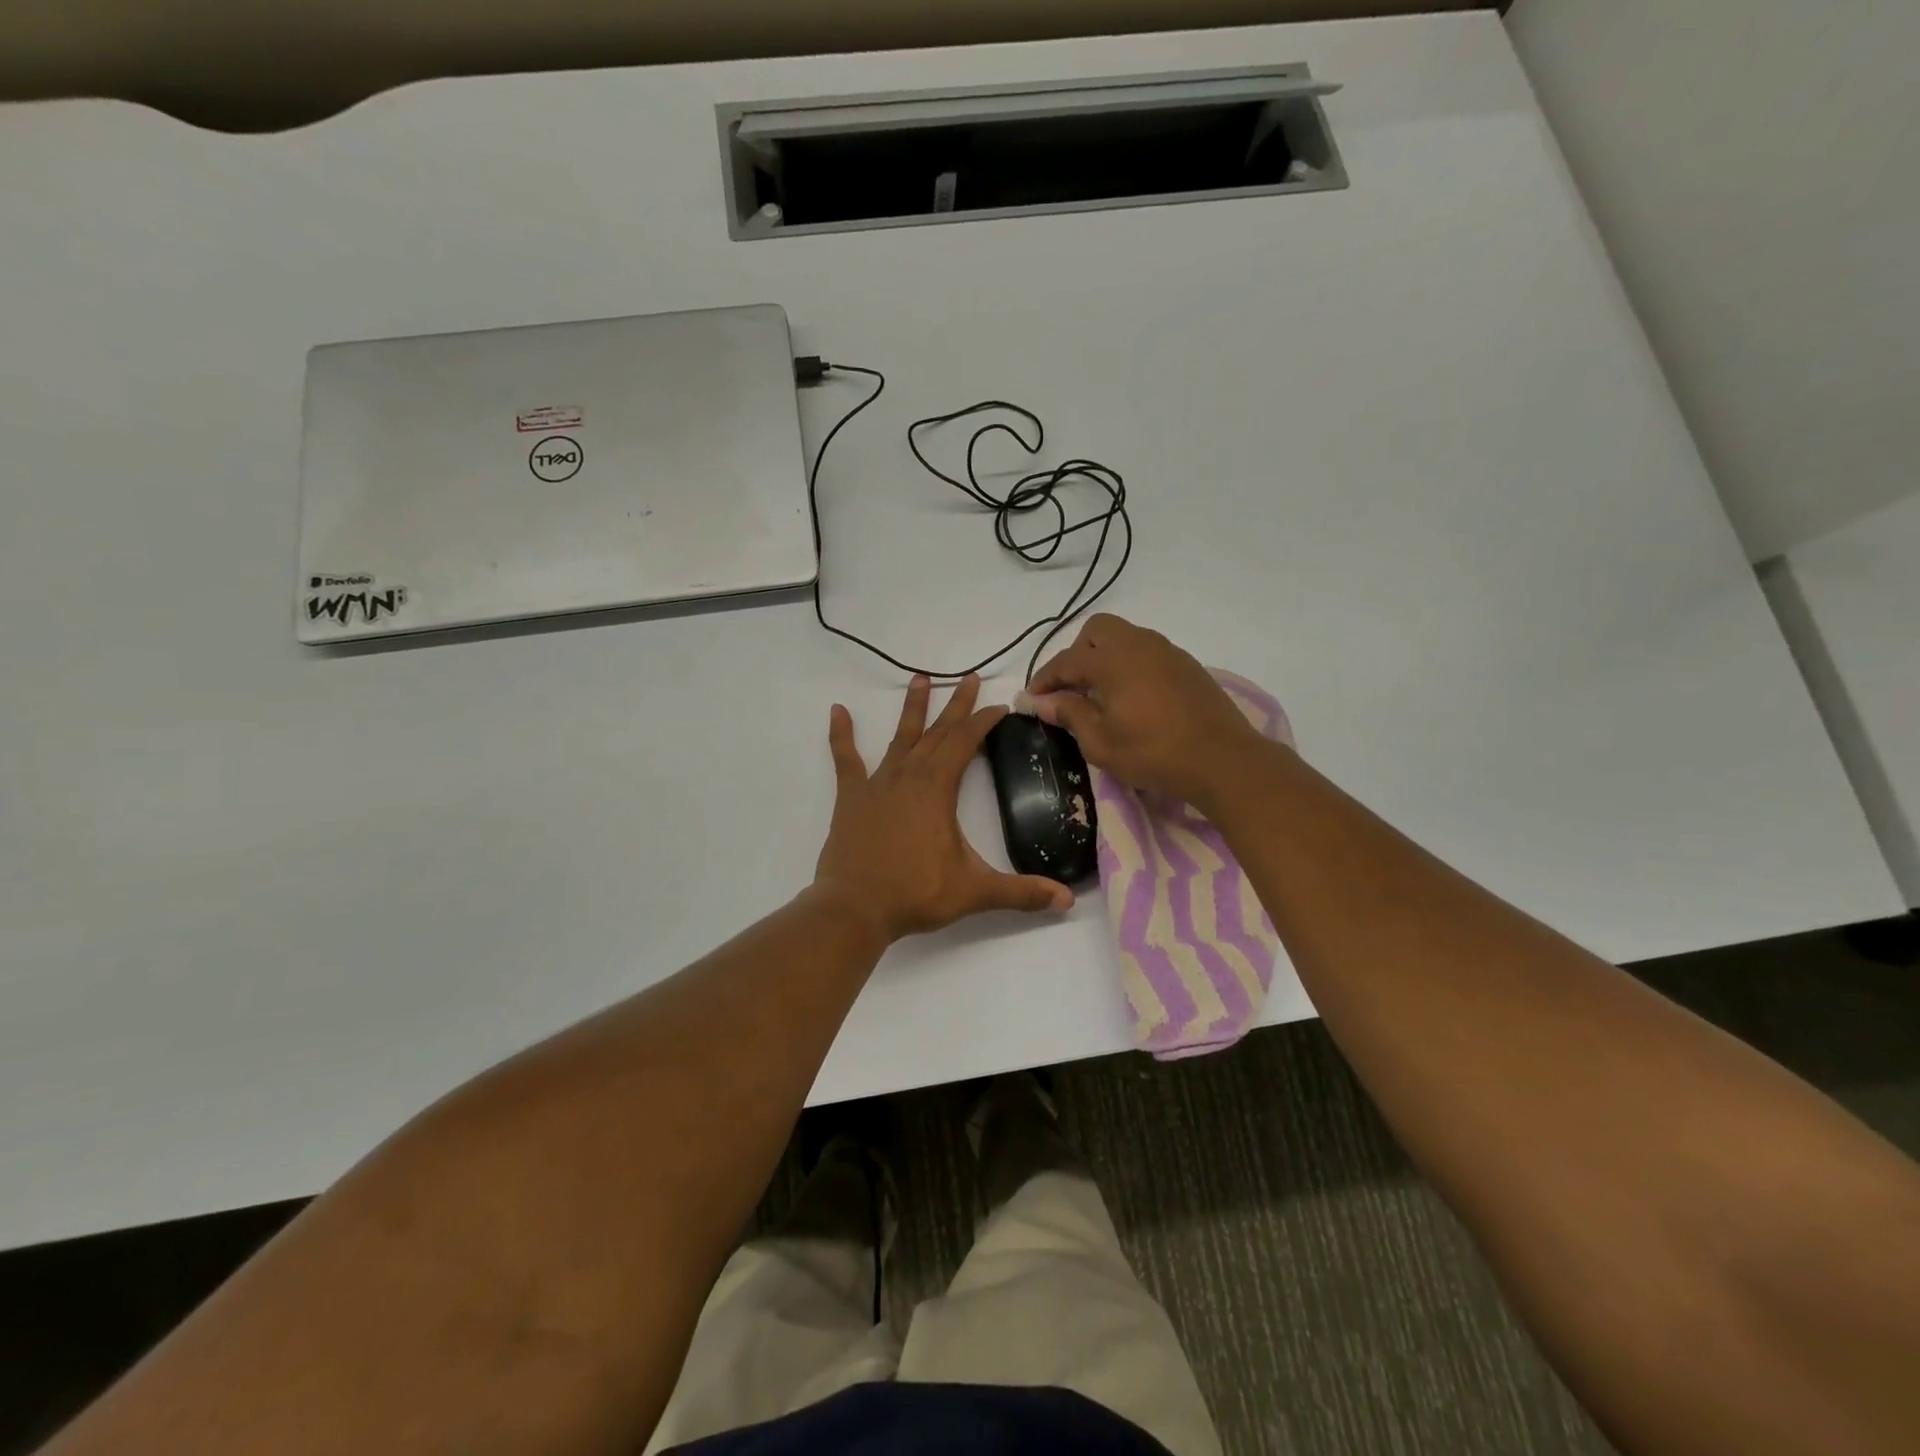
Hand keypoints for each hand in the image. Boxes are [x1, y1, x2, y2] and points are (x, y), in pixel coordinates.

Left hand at [814, 674, 1074, 944]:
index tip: (999, 706)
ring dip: (913, 708)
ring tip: (921, 678)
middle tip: (970, 678)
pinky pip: (846, 760)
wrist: (853, 909)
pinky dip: (841, 735)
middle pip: (938, 732)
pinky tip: (837, 711)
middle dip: (957, 706)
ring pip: (900, 737)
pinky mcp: (851, 798)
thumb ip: (1020, 893)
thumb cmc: (914, 894)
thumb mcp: (974, 892)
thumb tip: (1067, 901)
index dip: (983, 722)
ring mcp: (877, 784)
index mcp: (937, 788)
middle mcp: (908, 776)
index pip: (965, 742)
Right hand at [1028, 613, 1274, 806]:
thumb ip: (1069, 714)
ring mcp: (1167, 651)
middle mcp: (1139, 644)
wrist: (1223, 760)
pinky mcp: (1186, 665)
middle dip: (1076, 655)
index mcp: (1113, 660)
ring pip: (1124, 638)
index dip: (1044, 680)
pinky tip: (1132, 698)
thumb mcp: (1101, 743)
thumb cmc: (1154, 753)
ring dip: (1104, 658)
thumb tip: (1041, 701)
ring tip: (1099, 694)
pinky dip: (1129, 666)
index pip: (1066, 661)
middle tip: (1070, 689)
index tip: (1031, 700)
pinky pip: (1146, 652)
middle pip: (1096, 631)